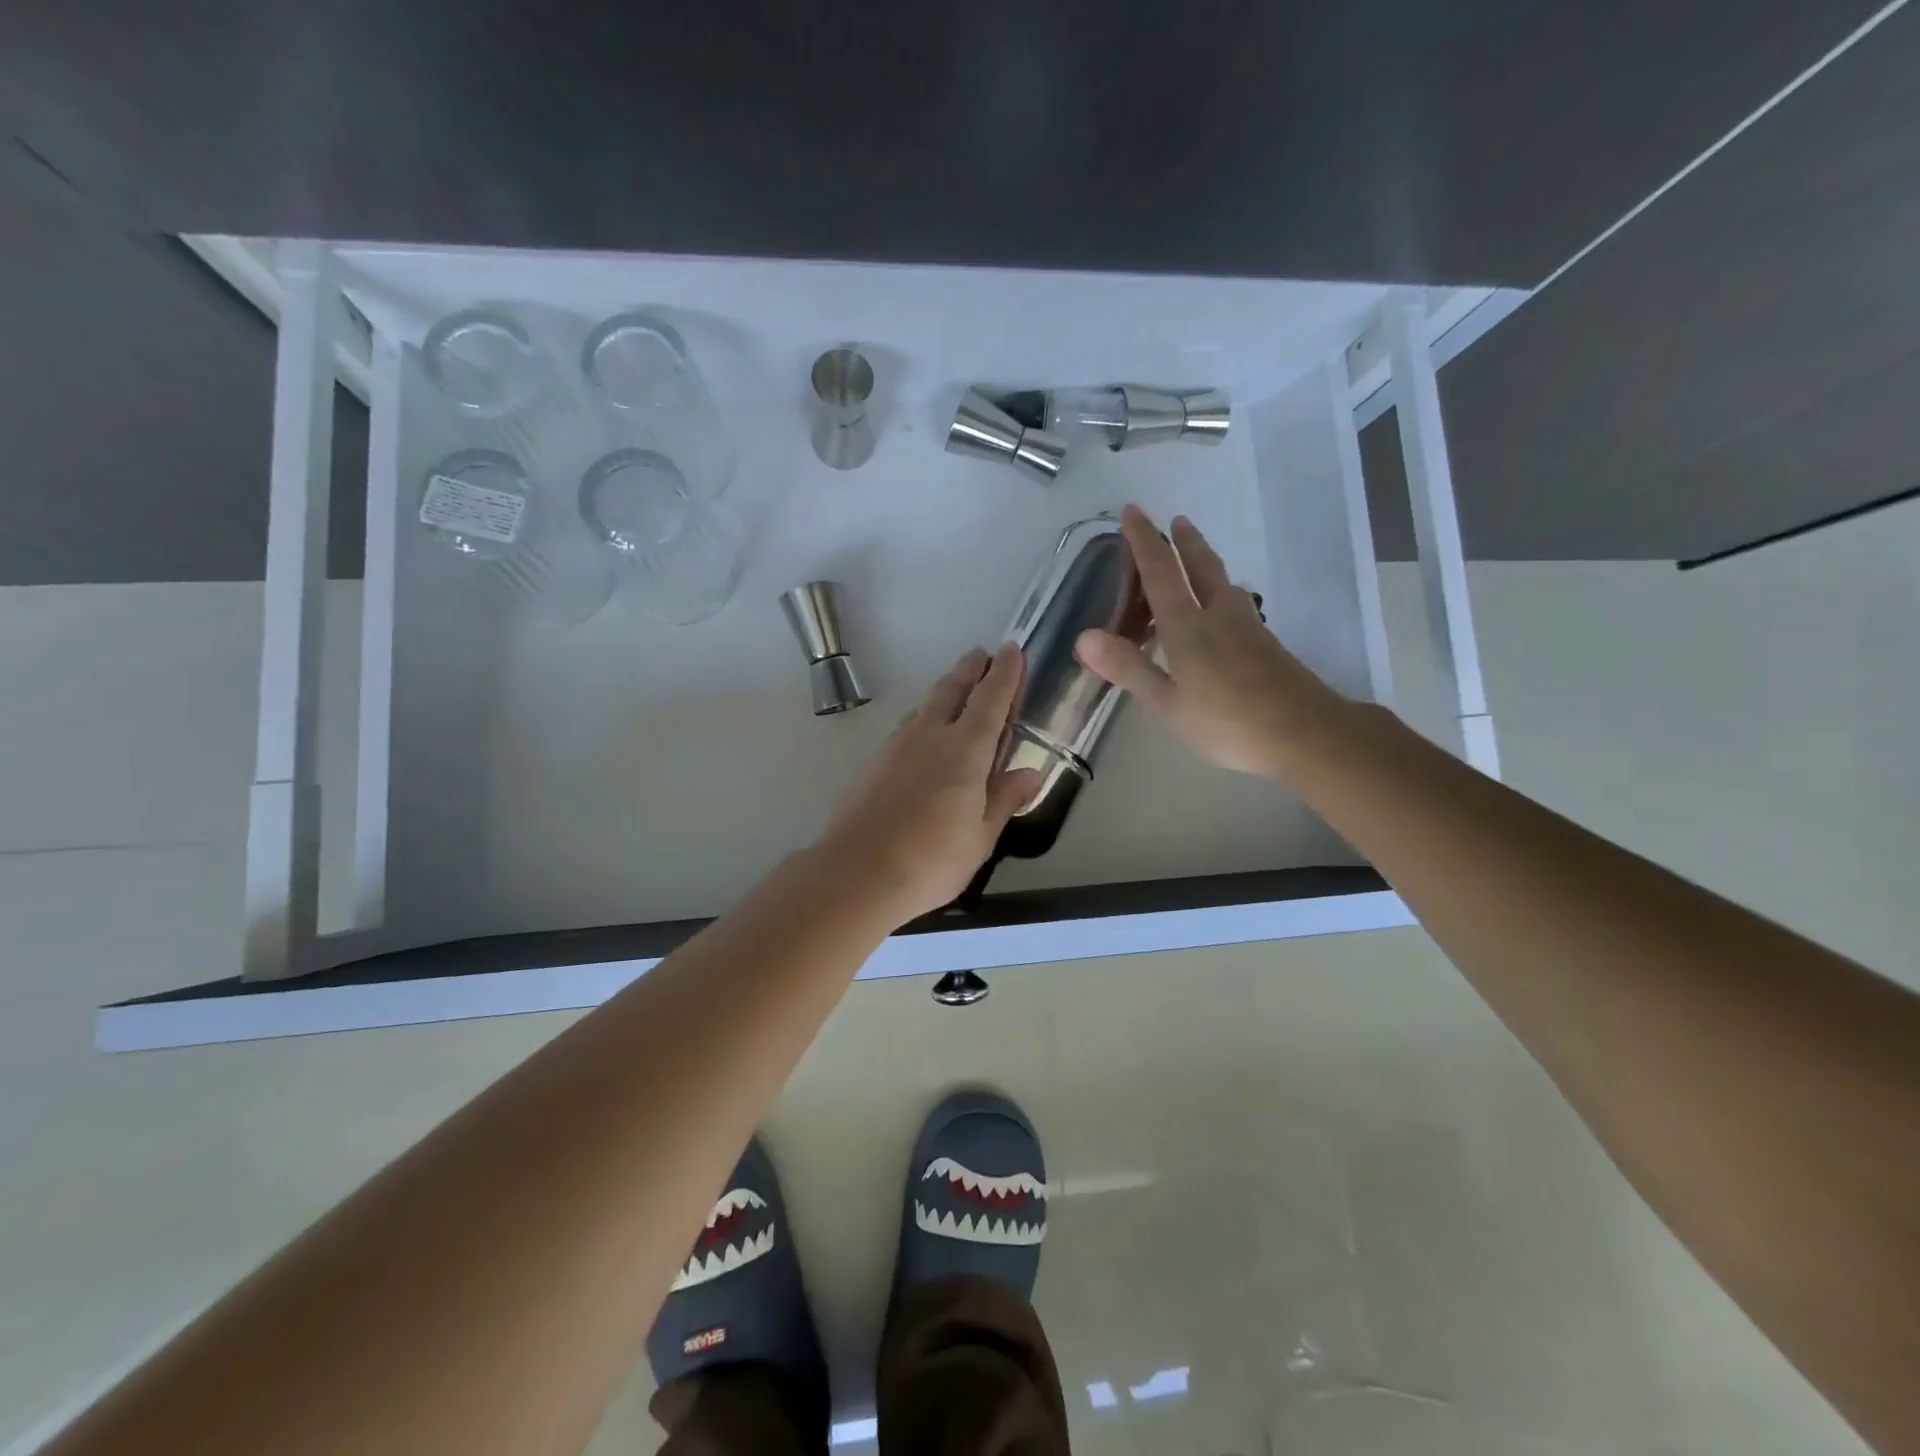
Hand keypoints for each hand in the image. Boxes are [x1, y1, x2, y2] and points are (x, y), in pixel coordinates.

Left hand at [813, 644, 1042, 924]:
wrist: (856, 874)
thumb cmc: (930, 860)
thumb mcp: (980, 837)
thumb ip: (1005, 799)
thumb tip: (1030, 773)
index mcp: (965, 751)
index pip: (990, 700)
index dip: (1005, 674)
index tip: (1013, 650)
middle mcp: (930, 736)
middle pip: (953, 690)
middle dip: (970, 669)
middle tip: (982, 654)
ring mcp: (897, 746)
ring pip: (926, 705)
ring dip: (946, 689)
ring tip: (957, 685)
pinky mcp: (874, 762)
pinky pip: (907, 725)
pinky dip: (924, 715)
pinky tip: (923, 729)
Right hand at [1075, 505, 1351, 779]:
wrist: (1305, 733)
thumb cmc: (1228, 723)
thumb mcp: (1168, 704)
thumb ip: (1129, 668)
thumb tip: (1083, 636)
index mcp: (1188, 627)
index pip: (1161, 572)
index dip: (1144, 541)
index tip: (1132, 512)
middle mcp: (1219, 616)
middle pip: (1201, 566)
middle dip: (1184, 541)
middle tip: (1175, 520)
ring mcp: (1248, 628)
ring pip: (1223, 582)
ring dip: (1206, 561)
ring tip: (1197, 555)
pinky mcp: (1266, 644)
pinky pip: (1236, 603)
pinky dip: (1220, 591)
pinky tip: (1224, 607)